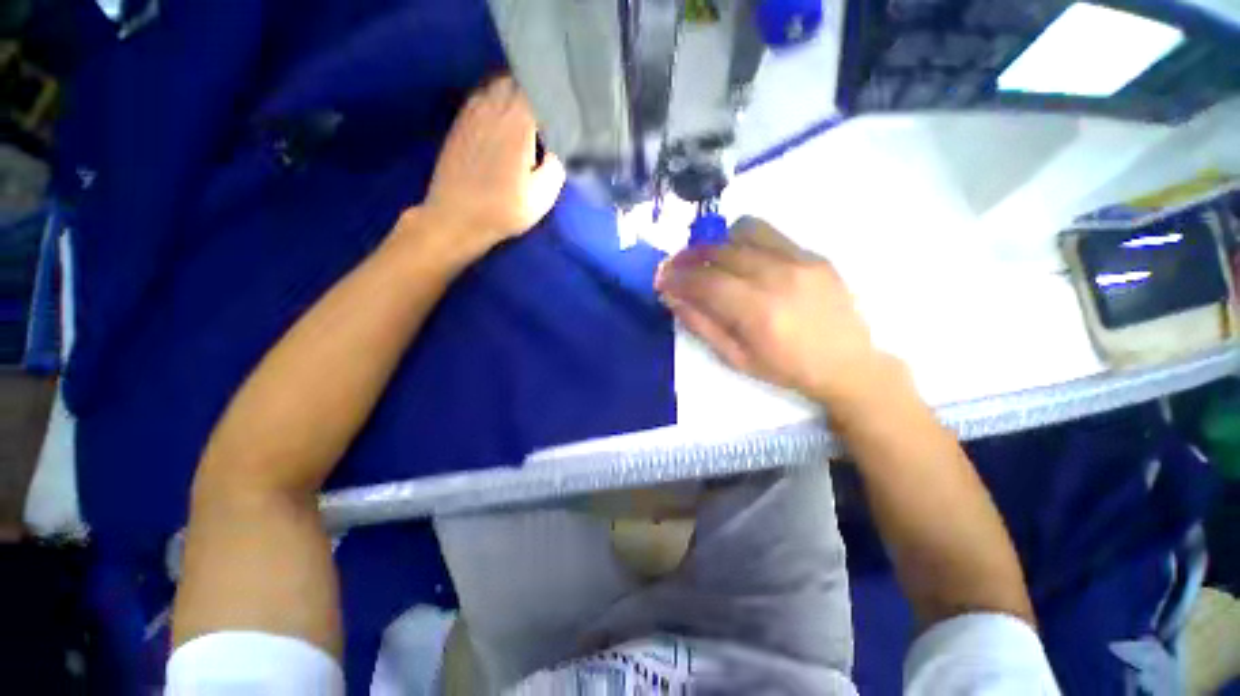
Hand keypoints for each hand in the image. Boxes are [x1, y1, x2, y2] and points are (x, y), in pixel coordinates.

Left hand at [420, 76, 565, 258]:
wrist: (456, 218)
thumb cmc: (503, 210)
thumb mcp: (542, 197)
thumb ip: (557, 166)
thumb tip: (559, 148)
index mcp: (516, 123)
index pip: (539, 89)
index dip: (554, 97)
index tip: (564, 113)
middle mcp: (493, 107)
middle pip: (517, 81)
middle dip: (535, 92)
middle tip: (548, 113)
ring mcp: (472, 112)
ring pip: (497, 85)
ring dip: (515, 95)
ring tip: (528, 115)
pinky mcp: (460, 122)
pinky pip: (482, 97)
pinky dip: (497, 102)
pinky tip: (504, 121)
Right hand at [655, 217, 887, 404]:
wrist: (849, 364)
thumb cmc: (787, 369)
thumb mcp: (736, 358)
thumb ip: (702, 325)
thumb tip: (673, 297)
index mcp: (758, 312)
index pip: (705, 281)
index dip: (677, 277)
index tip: (660, 278)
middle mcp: (778, 277)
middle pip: (720, 251)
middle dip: (689, 256)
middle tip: (676, 267)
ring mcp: (800, 260)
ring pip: (744, 230)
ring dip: (717, 242)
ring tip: (709, 259)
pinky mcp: (813, 254)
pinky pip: (769, 233)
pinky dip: (744, 241)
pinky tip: (741, 259)